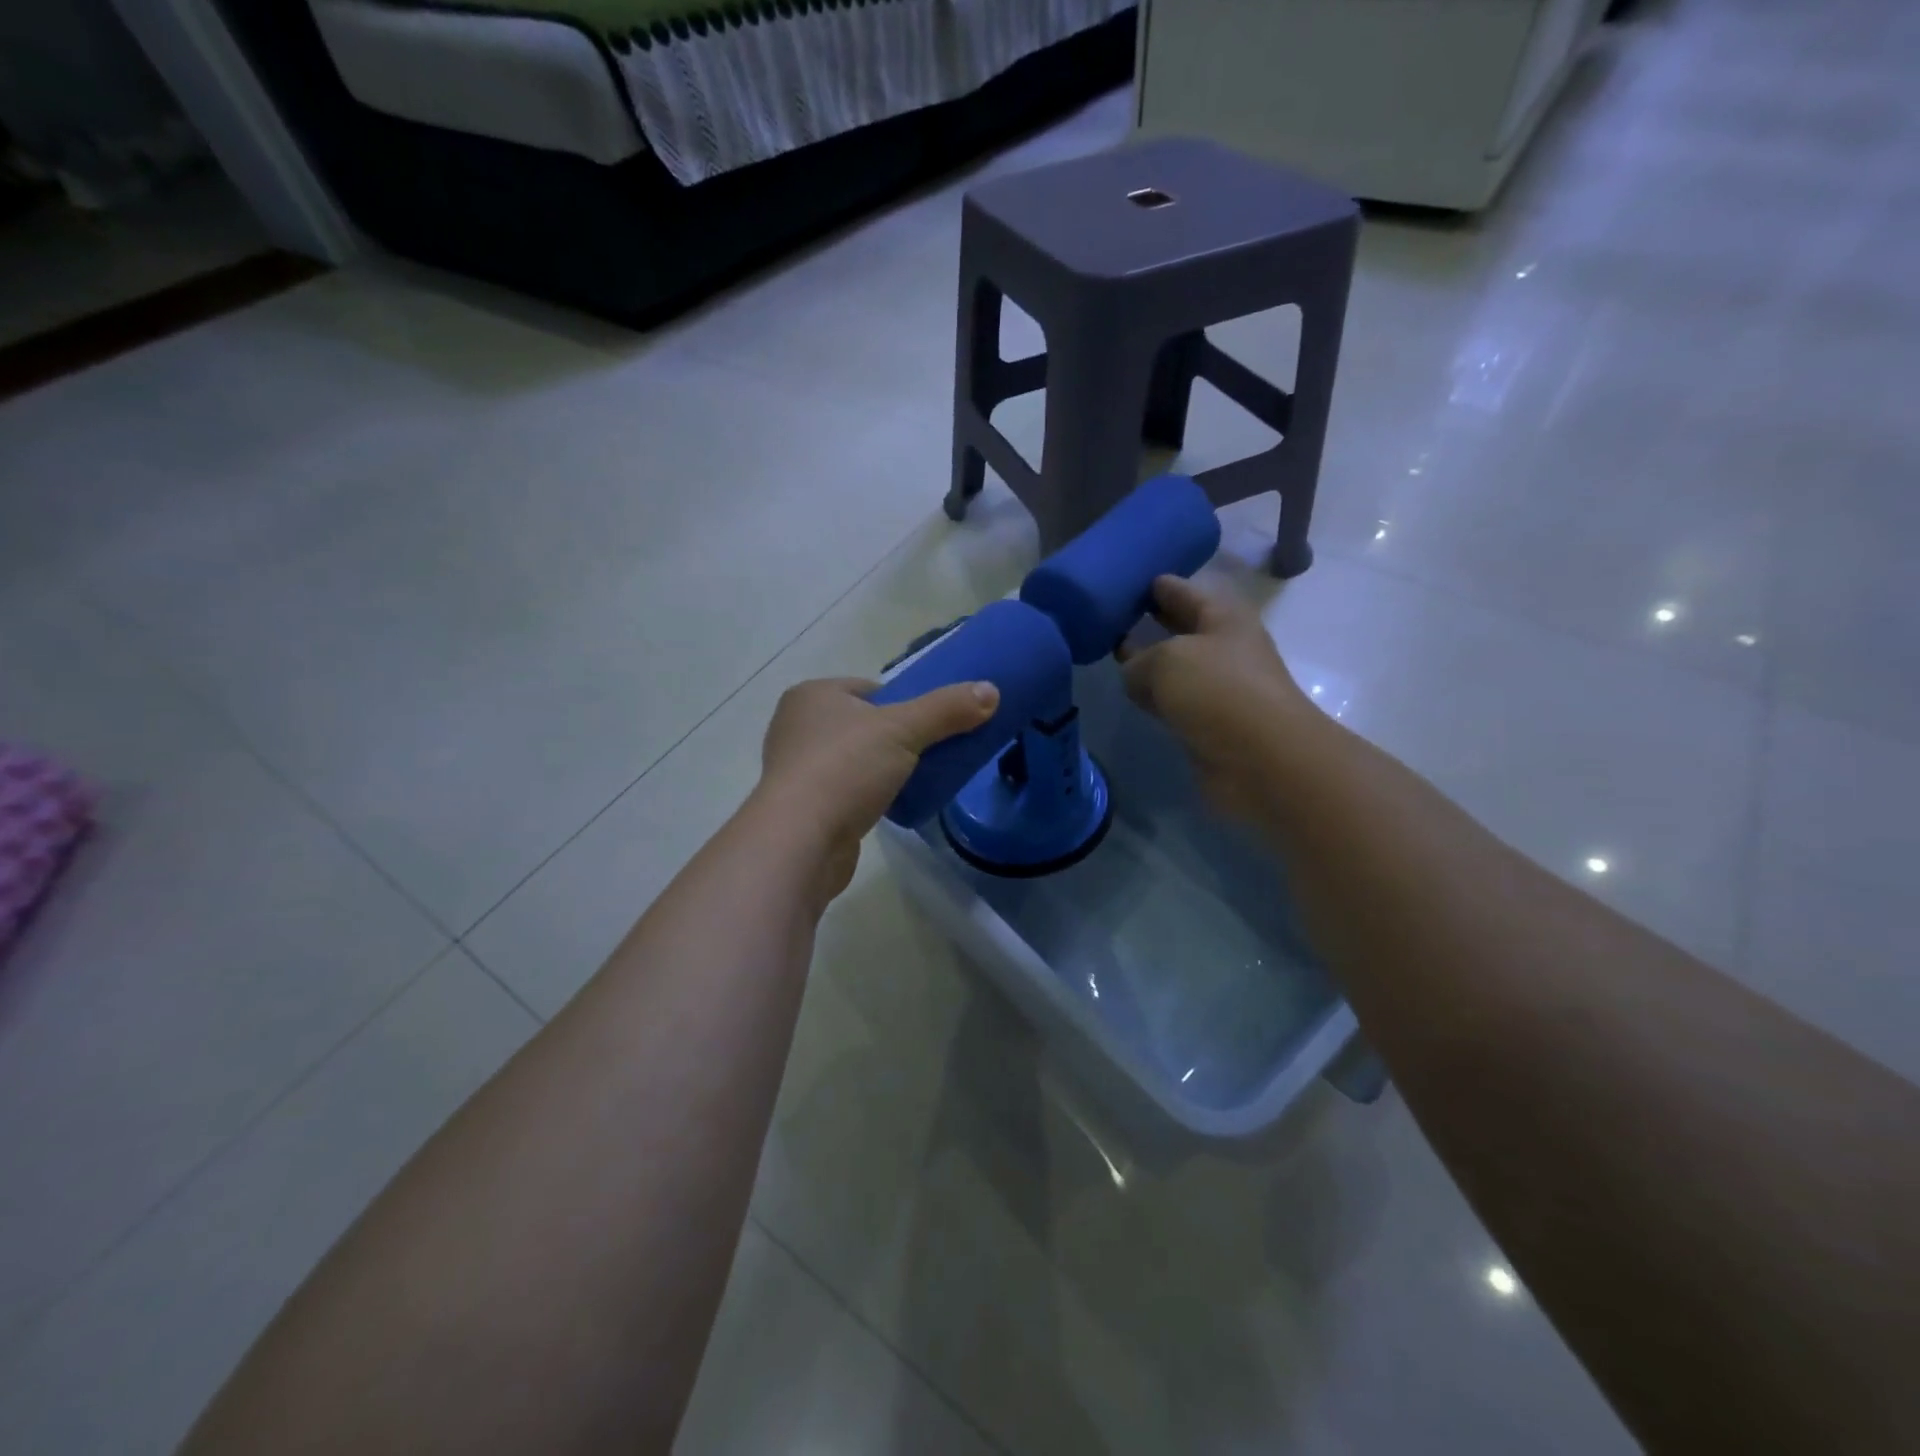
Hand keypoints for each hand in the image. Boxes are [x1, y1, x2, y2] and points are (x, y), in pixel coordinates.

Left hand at [752, 675, 998, 902]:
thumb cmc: (845, 769)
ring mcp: (796, 768)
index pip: (869, 689)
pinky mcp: (802, 806)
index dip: (904, 705)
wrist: (801, 840)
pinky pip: (844, 789)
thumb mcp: (904, 730)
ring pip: (854, 758)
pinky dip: (866, 795)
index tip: (930, 727)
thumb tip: (991, 691)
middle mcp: (796, 725)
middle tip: (927, 754)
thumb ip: (947, 709)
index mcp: (812, 695)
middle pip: (863, 724)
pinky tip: (888, 806)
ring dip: (881, 768)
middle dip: (895, 738)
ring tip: (913, 781)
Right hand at [1118, 575, 1317, 818]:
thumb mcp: (1166, 660)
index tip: (1123, 580)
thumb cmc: (1218, 691)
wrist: (1262, 760)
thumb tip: (1134, 676)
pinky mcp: (1211, 723)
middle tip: (1111, 615)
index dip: (1155, 584)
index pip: (1183, 590)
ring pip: (1176, 666)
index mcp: (1223, 616)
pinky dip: (1157, 697)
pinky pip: (1175, 700)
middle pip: (1182, 626)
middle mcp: (1225, 646)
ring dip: (1151, 662)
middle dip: (1152, 620)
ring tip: (1114, 655)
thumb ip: (1138, 661)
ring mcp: (1219, 687)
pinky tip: (1134, 695)